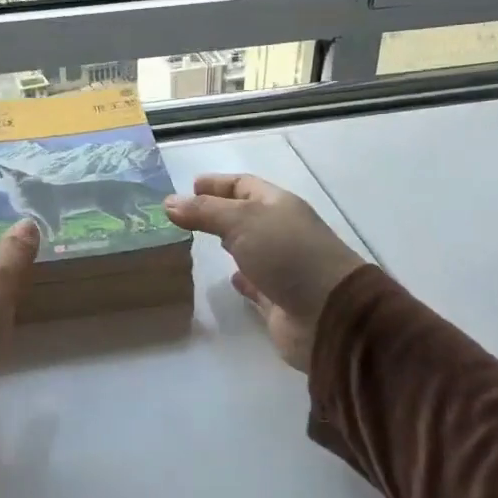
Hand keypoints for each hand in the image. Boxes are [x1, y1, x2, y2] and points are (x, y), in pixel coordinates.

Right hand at [164, 174, 364, 370]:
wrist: (328, 313)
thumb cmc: (287, 255)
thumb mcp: (242, 222)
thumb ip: (205, 212)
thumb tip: (169, 201)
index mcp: (278, 205)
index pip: (244, 185)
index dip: (217, 183)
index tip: (189, 185)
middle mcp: (280, 232)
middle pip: (245, 215)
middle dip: (218, 212)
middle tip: (184, 215)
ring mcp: (281, 266)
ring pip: (248, 249)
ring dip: (227, 244)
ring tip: (195, 243)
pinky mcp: (278, 299)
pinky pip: (255, 283)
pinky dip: (241, 279)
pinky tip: (227, 278)